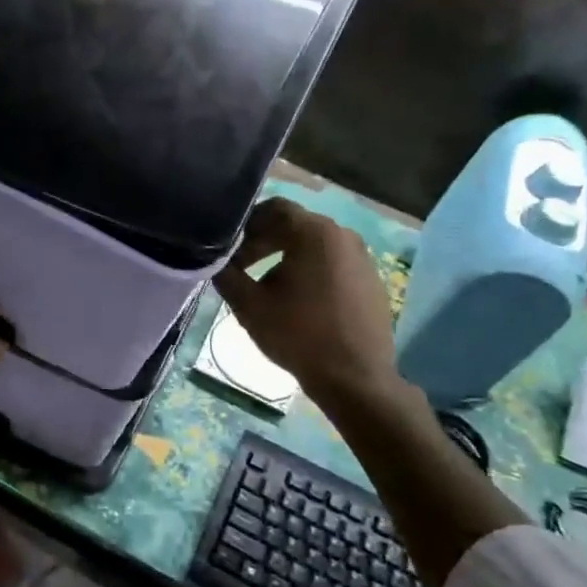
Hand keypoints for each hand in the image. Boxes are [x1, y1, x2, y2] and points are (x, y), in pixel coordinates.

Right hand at [214, 198, 403, 406]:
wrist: (355, 378)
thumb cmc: (298, 335)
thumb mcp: (249, 306)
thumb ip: (226, 275)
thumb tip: (216, 262)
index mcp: (314, 233)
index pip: (273, 208)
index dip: (246, 224)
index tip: (229, 250)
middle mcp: (342, 235)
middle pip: (294, 225)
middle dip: (263, 242)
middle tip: (241, 268)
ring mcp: (362, 258)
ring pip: (313, 245)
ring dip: (285, 258)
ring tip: (266, 288)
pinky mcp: (371, 280)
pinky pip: (333, 263)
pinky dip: (310, 271)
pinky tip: (298, 302)